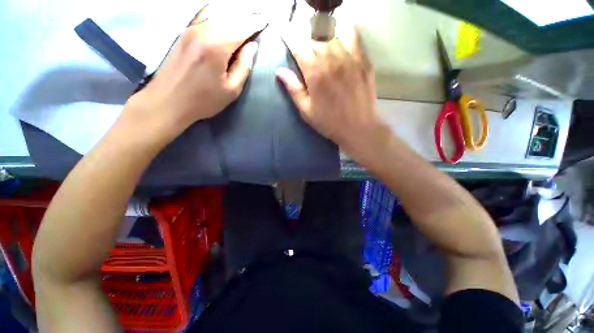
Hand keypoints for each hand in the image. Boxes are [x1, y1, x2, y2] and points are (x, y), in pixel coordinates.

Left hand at [125, 12, 265, 137]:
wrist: (168, 101)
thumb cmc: (204, 100)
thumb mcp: (231, 89)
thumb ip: (243, 66)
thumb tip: (252, 47)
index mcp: (216, 46)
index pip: (241, 28)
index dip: (255, 23)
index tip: (265, 19)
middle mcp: (202, 31)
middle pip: (229, 18)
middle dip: (246, 17)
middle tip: (258, 17)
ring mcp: (190, 30)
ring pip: (216, 15)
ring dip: (233, 16)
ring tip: (244, 19)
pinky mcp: (183, 33)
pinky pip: (204, 17)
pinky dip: (218, 15)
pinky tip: (224, 18)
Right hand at [276, 25, 385, 157]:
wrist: (358, 128)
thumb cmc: (329, 122)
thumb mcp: (306, 111)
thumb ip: (294, 89)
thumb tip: (280, 71)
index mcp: (315, 74)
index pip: (299, 47)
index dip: (290, 39)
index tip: (286, 36)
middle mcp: (332, 60)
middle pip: (314, 37)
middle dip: (306, 38)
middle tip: (305, 47)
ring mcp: (350, 58)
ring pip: (332, 33)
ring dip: (322, 35)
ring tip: (320, 43)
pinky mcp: (363, 60)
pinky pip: (354, 35)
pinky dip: (344, 31)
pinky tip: (339, 38)